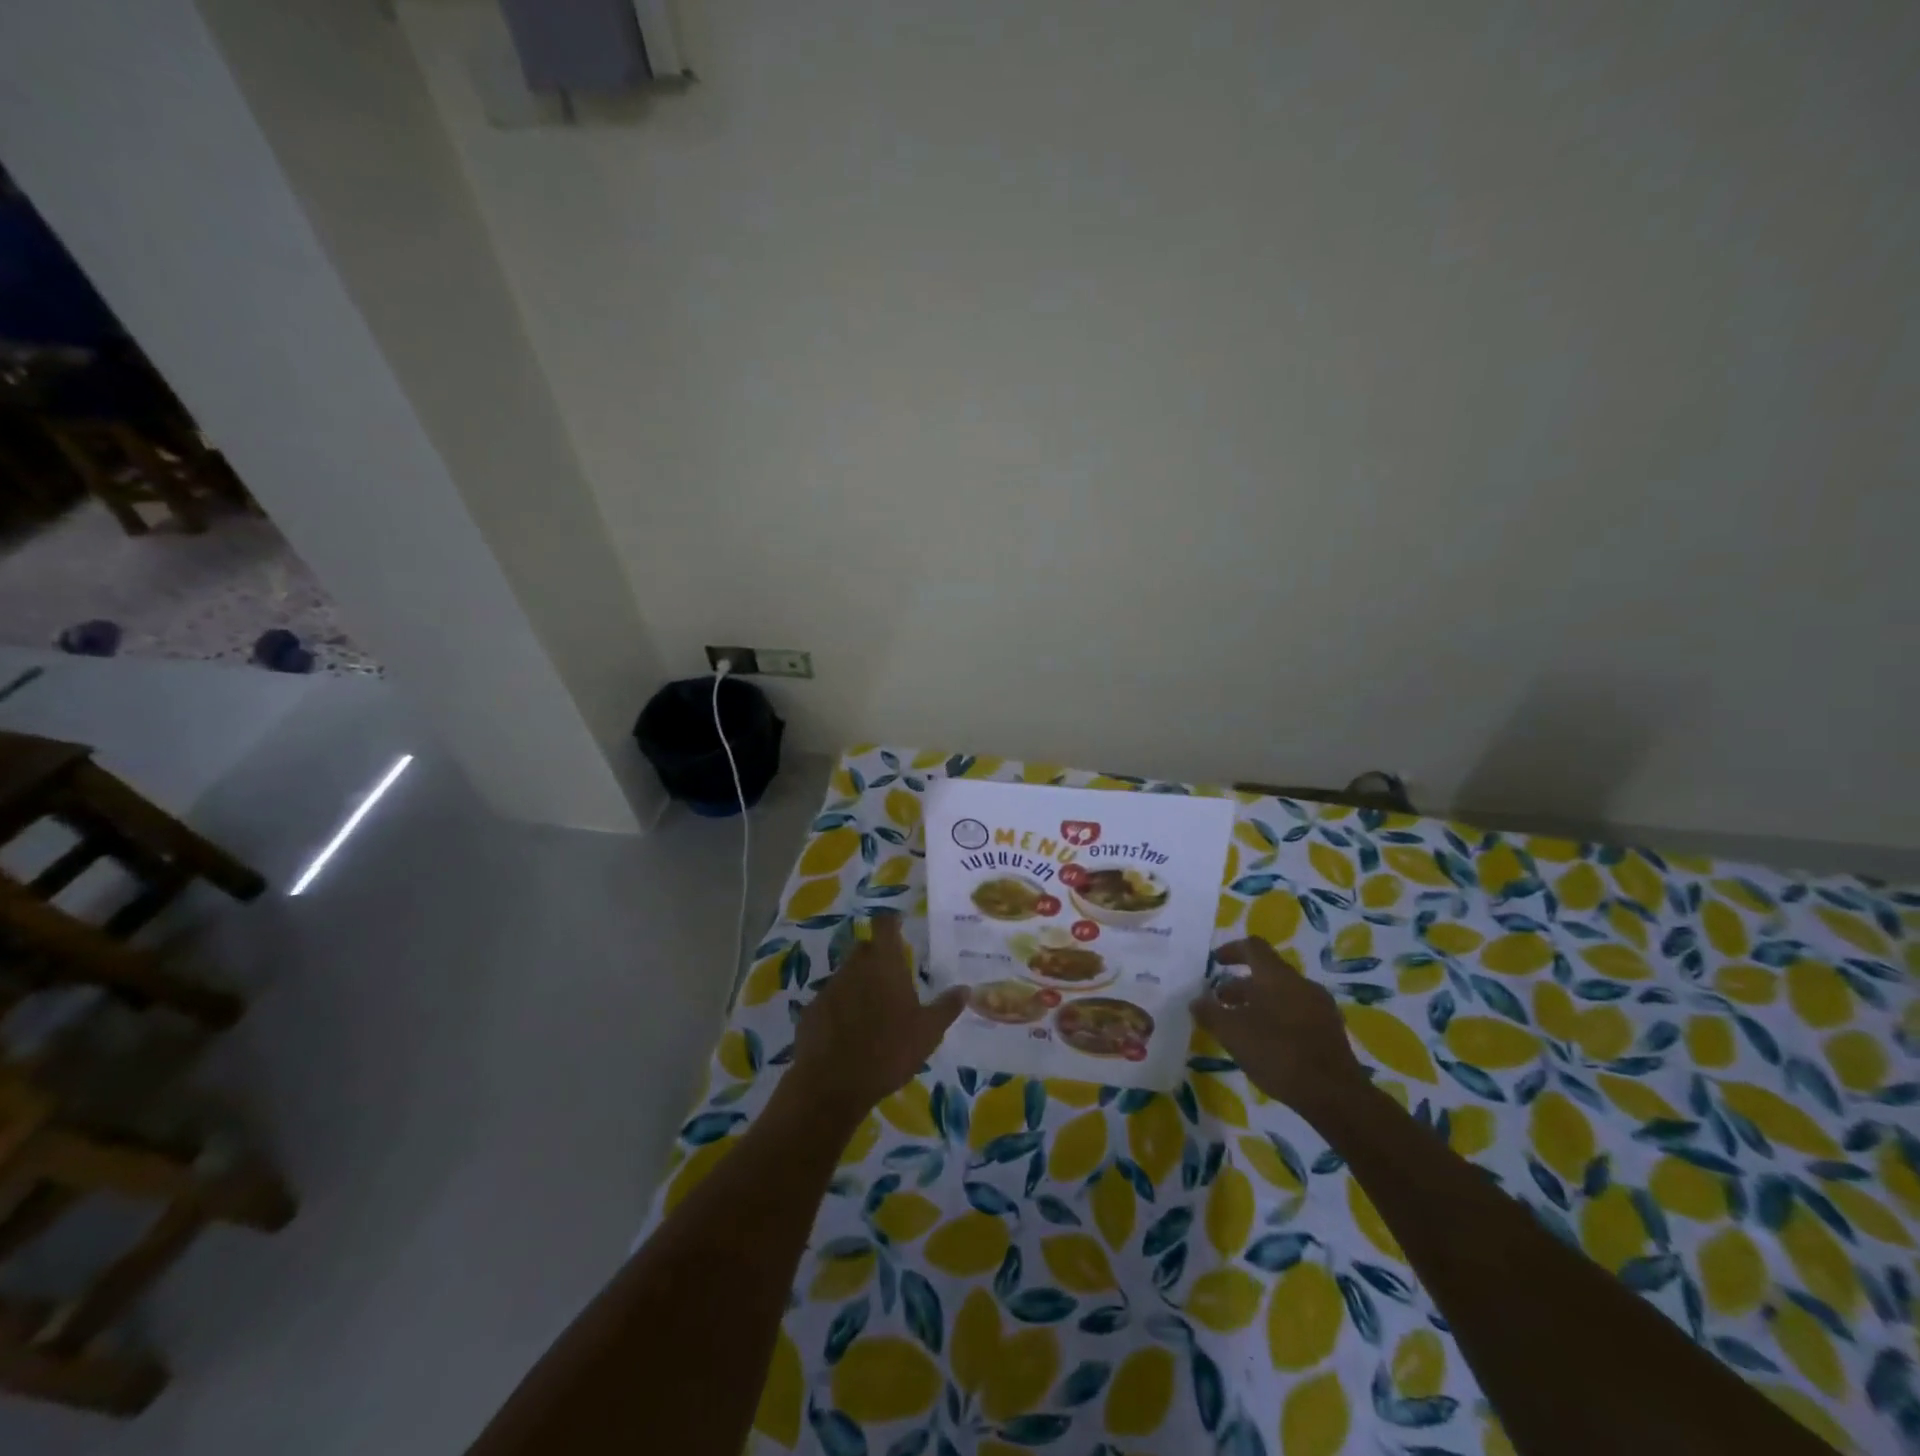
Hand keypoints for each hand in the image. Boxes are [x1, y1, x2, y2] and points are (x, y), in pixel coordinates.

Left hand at [788, 916, 966, 1125]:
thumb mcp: (928, 1032)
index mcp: (884, 964)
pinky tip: (849, 1033)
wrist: (832, 1085)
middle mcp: (854, 966)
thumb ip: (946, 1007)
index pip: (885, 924)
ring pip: (847, 975)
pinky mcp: (811, 1010)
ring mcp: (829, 987)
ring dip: (859, 984)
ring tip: (873, 1012)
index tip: (900, 925)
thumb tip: (965, 988)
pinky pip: (831, 1000)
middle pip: (865, 949)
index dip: (891, 921)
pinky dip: (840, 1008)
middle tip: (893, 979)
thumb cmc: (888, 1051)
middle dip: (878, 957)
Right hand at [1191, 937, 1369, 1116]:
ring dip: (1259, 1002)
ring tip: (1242, 1025)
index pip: (1253, 947)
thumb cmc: (1277, 1053)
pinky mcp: (1330, 1031)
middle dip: (1241, 985)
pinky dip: (1278, 1018)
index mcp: (1276, 976)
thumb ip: (1210, 1013)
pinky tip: (1268, 1043)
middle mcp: (1300, 983)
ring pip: (1283, 994)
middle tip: (1221, 1002)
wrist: (1335, 1094)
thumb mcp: (1232, 1033)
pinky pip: (1298, 1012)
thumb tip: (1196, 1001)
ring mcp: (1320, 1007)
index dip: (1231, 950)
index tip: (1215, 962)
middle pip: (1267, 972)